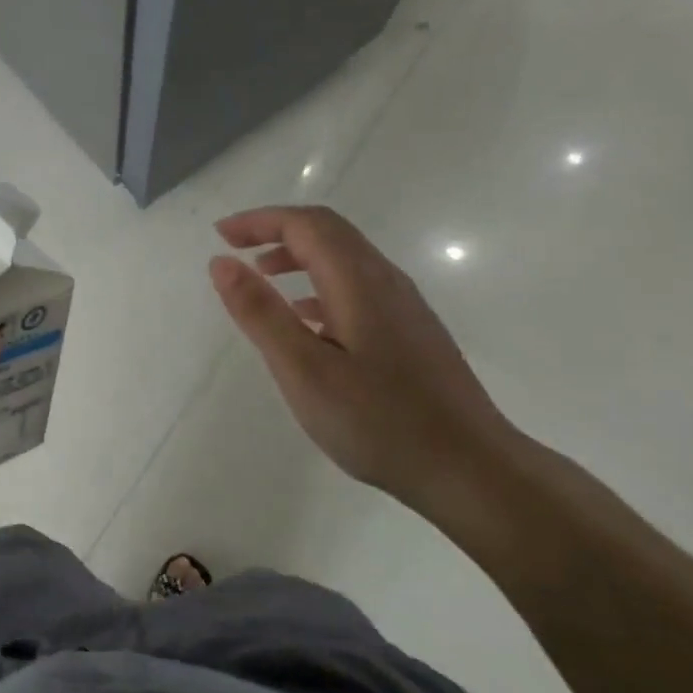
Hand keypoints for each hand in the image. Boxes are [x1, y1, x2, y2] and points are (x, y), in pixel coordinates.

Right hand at [209, 205, 522, 519]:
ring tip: (262, 279)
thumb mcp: (304, 370)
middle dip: (277, 230)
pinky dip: (320, 285)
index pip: (306, 225)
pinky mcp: (412, 333)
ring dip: (299, 256)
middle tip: (234, 249)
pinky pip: (358, 287)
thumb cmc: (380, 422)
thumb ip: (261, 313)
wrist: (471, 471)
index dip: (259, 221)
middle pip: (329, 232)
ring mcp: (405, 307)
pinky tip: (306, 321)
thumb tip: (222, 262)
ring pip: (346, 259)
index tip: (220, 236)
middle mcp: (386, 282)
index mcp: (359, 282)